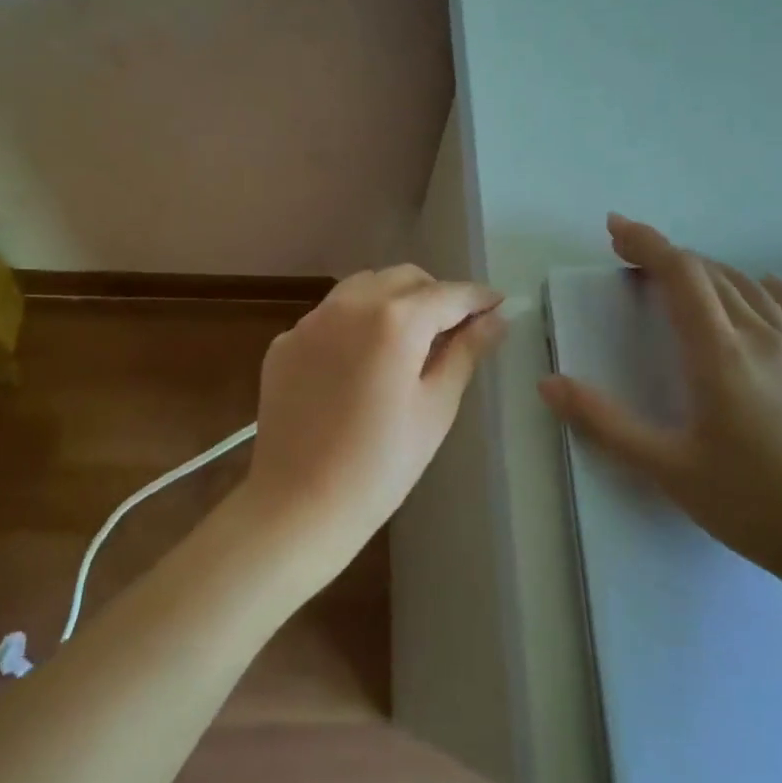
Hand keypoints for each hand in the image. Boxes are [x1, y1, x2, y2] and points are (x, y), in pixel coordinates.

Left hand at [243, 266, 507, 580]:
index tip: (497, 304)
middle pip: (402, 278)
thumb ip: (465, 353)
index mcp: (393, 319)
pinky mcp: (284, 343)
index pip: (446, 294)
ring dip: (392, 300)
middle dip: (434, 294)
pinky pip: (329, 316)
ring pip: (361, 287)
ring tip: (408, 339)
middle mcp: (348, 305)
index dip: (477, 297)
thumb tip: (495, 320)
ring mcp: (310, 321)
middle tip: (454, 327)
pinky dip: (354, 323)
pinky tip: (360, 361)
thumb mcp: (435, 408)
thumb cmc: (381, 463)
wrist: (299, 503)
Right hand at [538, 214, 781, 585]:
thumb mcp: (666, 468)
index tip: (615, 228)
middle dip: (667, 256)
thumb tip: (548, 384)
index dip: (646, 243)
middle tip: (630, 257)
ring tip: (682, 276)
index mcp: (718, 354)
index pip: (679, 274)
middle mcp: (761, 337)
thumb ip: (604, 422)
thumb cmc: (752, 504)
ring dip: (709, 271)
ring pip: (750, 288)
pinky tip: (765, 287)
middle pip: (711, 274)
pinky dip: (772, 289)